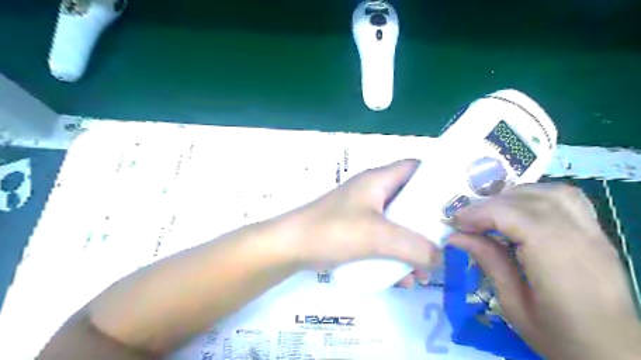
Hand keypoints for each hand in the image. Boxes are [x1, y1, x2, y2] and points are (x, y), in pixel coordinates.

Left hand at [281, 159, 440, 281]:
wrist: (291, 247)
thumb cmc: (333, 230)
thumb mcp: (377, 236)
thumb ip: (414, 247)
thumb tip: (443, 259)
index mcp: (378, 180)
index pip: (415, 167)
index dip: (436, 178)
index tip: (457, 201)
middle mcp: (373, 192)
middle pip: (410, 199)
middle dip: (428, 222)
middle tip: (448, 242)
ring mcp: (363, 212)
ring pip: (398, 223)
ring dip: (412, 244)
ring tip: (426, 270)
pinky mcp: (356, 230)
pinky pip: (383, 239)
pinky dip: (394, 254)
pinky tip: (402, 278)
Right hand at [447, 185, 638, 358]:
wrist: (615, 353)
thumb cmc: (560, 337)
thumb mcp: (514, 306)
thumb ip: (489, 263)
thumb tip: (455, 237)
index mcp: (559, 264)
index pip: (516, 217)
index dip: (481, 213)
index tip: (457, 224)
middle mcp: (581, 241)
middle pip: (530, 201)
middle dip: (490, 205)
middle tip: (467, 221)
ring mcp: (594, 234)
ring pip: (550, 193)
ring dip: (513, 196)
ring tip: (492, 213)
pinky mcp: (598, 233)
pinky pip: (568, 198)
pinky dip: (538, 195)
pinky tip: (522, 209)